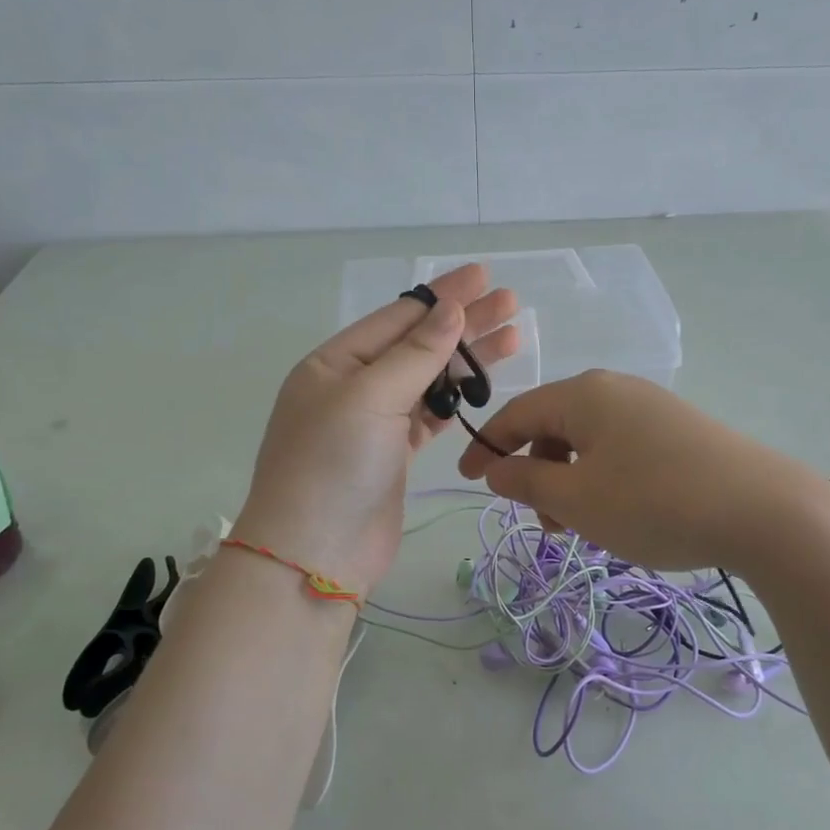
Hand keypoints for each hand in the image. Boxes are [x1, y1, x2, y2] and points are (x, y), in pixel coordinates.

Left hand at [236, 265, 518, 598]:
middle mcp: (354, 386)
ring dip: (467, 360)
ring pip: (429, 380)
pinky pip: (430, 414)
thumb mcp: (370, 398)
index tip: (483, 276)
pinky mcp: (395, 454)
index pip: (398, 317)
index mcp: (336, 363)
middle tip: (511, 303)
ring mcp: (374, 422)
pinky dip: (457, 399)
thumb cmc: (333, 466)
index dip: (443, 295)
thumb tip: (451, 311)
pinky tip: (482, 384)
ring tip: (513, 339)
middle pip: (418, 345)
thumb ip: (416, 355)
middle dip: (464, 324)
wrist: (316, 554)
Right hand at [457, 370, 827, 572]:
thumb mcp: (576, 499)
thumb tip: (495, 466)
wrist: (764, 511)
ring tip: (586, 527)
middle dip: (537, 473)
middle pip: (555, 426)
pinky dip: (605, 480)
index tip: (468, 481)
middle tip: (546, 523)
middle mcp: (617, 390)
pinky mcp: (681, 432)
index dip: (486, 447)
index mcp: (583, 394)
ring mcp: (653, 408)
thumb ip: (526, 480)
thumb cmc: (653, 502)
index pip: (516, 413)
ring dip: (572, 482)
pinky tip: (623, 514)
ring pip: (590, 442)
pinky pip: (622, 450)